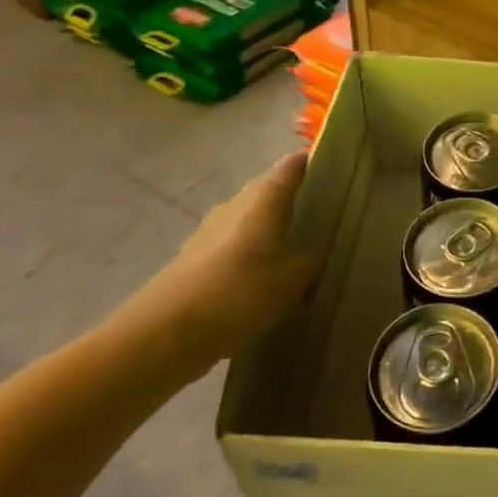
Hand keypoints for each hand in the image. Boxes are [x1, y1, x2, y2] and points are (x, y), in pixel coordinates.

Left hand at [108, 151, 313, 380]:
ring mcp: (210, 230)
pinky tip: (259, 283)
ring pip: (249, 220)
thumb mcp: (293, 278)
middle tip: (319, 219)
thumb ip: (312, 257)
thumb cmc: (241, 292)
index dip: (311, 163)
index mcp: (265, 197)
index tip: (332, 171)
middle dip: (291, 201)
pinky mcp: (193, 258)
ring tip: (292, 256)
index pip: (293, 165)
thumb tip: (319, 245)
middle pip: (269, 191)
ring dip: (268, 232)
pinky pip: (231, 247)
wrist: (165, 333)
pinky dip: (248, 256)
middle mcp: (236, 203)